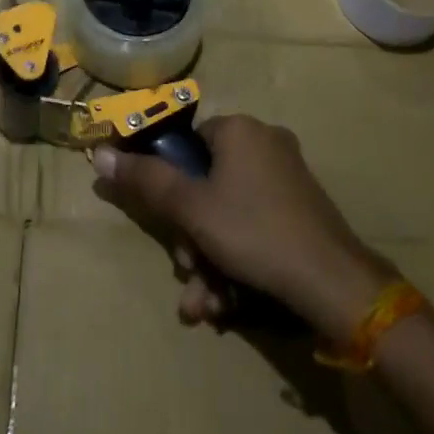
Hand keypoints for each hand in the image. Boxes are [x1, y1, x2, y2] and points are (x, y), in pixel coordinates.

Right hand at [93, 114, 398, 338]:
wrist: (333, 283)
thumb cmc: (253, 232)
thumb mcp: (190, 208)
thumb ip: (145, 180)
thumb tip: (100, 153)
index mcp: (240, 129)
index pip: (187, 144)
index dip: (169, 186)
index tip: (167, 226)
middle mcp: (265, 144)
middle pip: (206, 185)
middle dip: (190, 238)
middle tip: (188, 272)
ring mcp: (288, 178)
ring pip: (228, 214)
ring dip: (209, 260)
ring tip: (206, 304)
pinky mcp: (302, 211)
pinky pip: (254, 227)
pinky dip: (237, 261)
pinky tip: (228, 304)